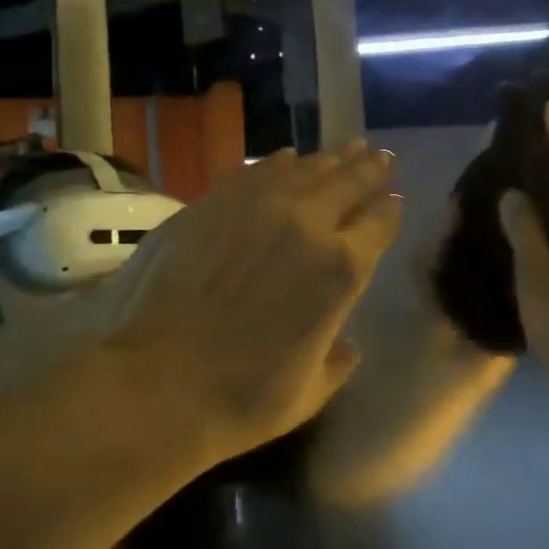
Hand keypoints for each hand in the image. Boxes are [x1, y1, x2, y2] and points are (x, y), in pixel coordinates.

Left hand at [103, 142, 402, 468]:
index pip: (379, 223)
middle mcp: (307, 224)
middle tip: (380, 156)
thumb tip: (346, 346)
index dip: (390, 209)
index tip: (395, 199)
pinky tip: (285, 157)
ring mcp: (256, 207)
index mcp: (340, 270)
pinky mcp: (212, 203)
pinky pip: (255, 171)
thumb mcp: (309, 392)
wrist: (154, 384)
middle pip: (348, 183)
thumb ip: (336, 361)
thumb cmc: (241, 399)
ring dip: (329, 159)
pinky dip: (277, 162)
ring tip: (345, 149)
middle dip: (369, 169)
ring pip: (304, 169)